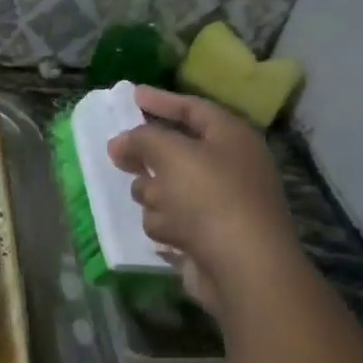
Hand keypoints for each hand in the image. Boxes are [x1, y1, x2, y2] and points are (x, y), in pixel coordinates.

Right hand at [107, 88, 300, 316]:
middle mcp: (228, 166)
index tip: (131, 95)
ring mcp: (218, 203)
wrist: (243, 267)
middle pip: (175, 151)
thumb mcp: (171, 154)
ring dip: (156, 197)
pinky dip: (167, 225)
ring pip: (165, 188)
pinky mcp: (206, 236)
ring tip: (162, 207)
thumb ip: (140, 139)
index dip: (161, 100)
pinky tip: (173, 236)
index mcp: (231, 137)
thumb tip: (119, 143)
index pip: (192, 108)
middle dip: (149, 158)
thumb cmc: (211, 198)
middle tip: (120, 156)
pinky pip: (170, 220)